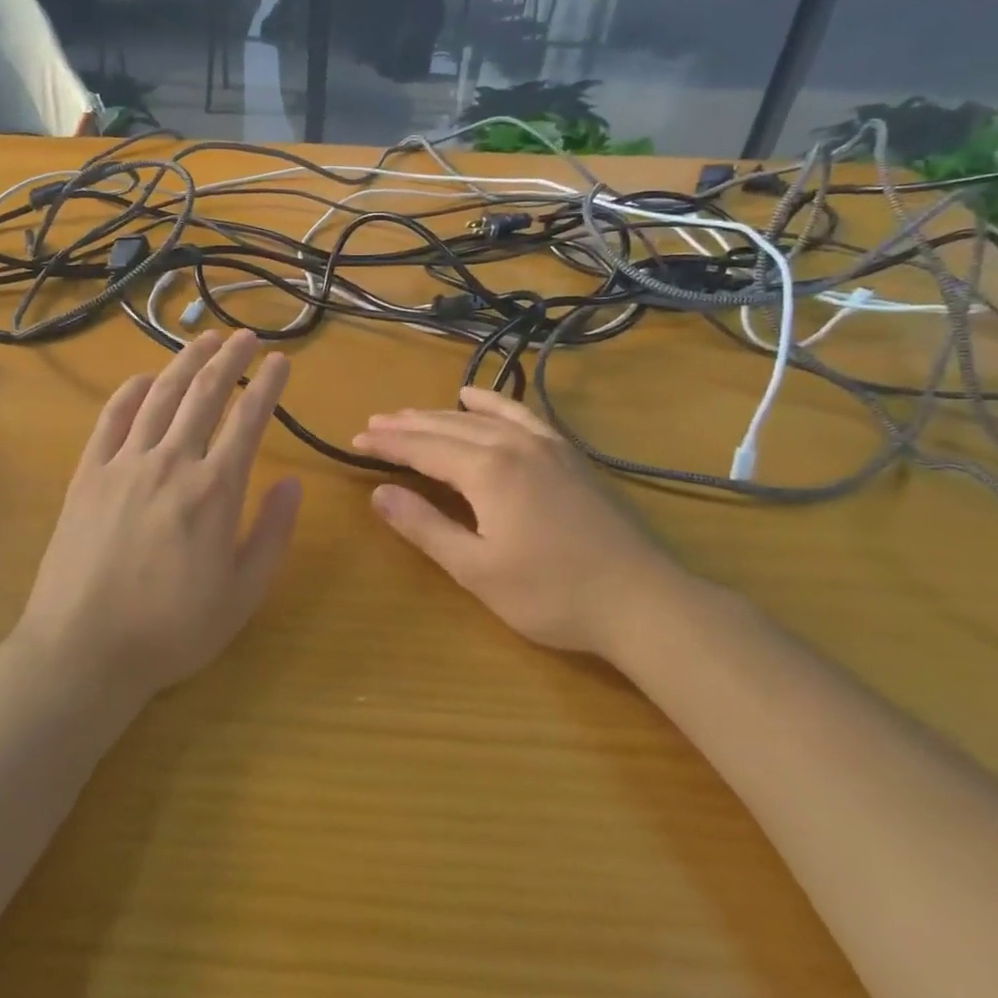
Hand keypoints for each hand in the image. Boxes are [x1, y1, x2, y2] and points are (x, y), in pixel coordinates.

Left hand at [19, 330, 302, 697]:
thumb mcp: (242, 593)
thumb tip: (292, 481)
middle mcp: (171, 461)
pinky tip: (146, 378)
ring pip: (161, 396)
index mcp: (214, 489)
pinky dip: (131, 391)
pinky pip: (112, 418)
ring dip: (186, 362)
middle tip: (247, 336)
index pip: (249, 419)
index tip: (281, 361)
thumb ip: (272, 533)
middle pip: (205, 394)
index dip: (268, 385)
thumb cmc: (172, 629)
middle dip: (230, 359)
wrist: (84, 648)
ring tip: (204, 340)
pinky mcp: (88, 473)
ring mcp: (124, 463)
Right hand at [352, 387, 692, 659]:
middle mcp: (512, 444)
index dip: (387, 444)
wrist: (642, 600)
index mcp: (487, 471)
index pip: (423, 448)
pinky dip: (492, 402)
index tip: (355, 440)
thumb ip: (425, 527)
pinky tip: (475, 397)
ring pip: (479, 418)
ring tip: (409, 414)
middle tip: (372, 424)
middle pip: (447, 426)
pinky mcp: (567, 454)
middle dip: (406, 425)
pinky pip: (520, 415)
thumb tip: (379, 493)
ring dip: (440, 414)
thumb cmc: (552, 594)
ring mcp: (544, 445)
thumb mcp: (476, 570)